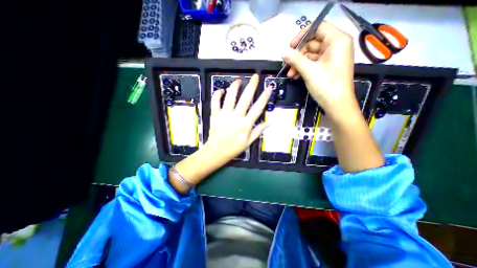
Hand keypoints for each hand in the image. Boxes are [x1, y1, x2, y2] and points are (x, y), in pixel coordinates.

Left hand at [205, 75, 271, 163]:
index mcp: (246, 125)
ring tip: (238, 81)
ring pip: (230, 97)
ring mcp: (225, 115)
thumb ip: (258, 132)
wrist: (216, 152)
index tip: (269, 88)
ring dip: (235, 87)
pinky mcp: (215, 115)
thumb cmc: (233, 148)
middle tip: (255, 76)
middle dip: (252, 86)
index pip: (257, 108)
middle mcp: (236, 117)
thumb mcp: (248, 142)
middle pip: (245, 98)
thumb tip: (268, 123)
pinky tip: (221, 90)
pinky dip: (217, 94)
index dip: (264, 97)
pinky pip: (215, 102)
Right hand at [283, 21, 357, 120]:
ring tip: (291, 74)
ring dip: (299, 64)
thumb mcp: (309, 70)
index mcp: (337, 40)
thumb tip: (284, 53)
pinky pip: (313, 63)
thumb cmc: (326, 85)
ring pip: (311, 55)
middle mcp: (336, 46)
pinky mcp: (328, 67)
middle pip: (312, 43)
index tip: (290, 46)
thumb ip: (295, 59)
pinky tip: (296, 76)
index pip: (318, 28)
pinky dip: (304, 68)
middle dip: (298, 55)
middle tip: (287, 65)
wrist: (337, 104)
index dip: (302, 35)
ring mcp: (331, 57)